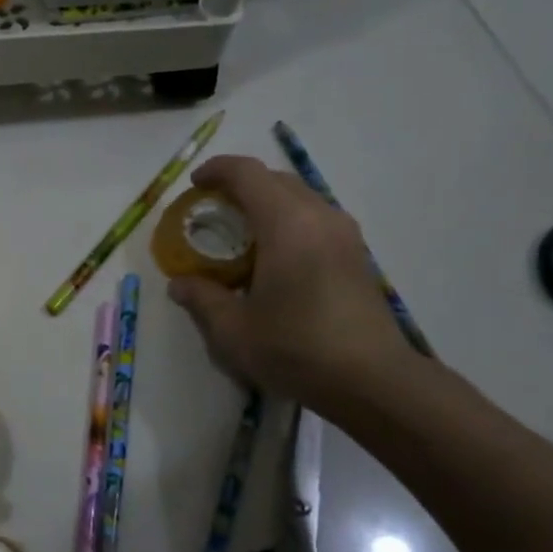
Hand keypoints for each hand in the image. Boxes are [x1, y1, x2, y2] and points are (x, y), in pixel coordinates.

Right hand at [167, 155, 419, 410]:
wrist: (372, 380)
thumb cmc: (296, 349)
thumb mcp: (233, 330)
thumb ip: (202, 299)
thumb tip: (180, 284)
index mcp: (286, 224)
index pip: (247, 174)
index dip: (217, 171)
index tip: (194, 185)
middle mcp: (319, 217)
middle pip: (275, 180)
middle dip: (240, 186)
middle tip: (212, 211)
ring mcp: (344, 234)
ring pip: (299, 197)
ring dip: (266, 204)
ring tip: (240, 234)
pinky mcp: (357, 254)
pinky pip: (315, 218)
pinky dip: (287, 221)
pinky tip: (272, 257)